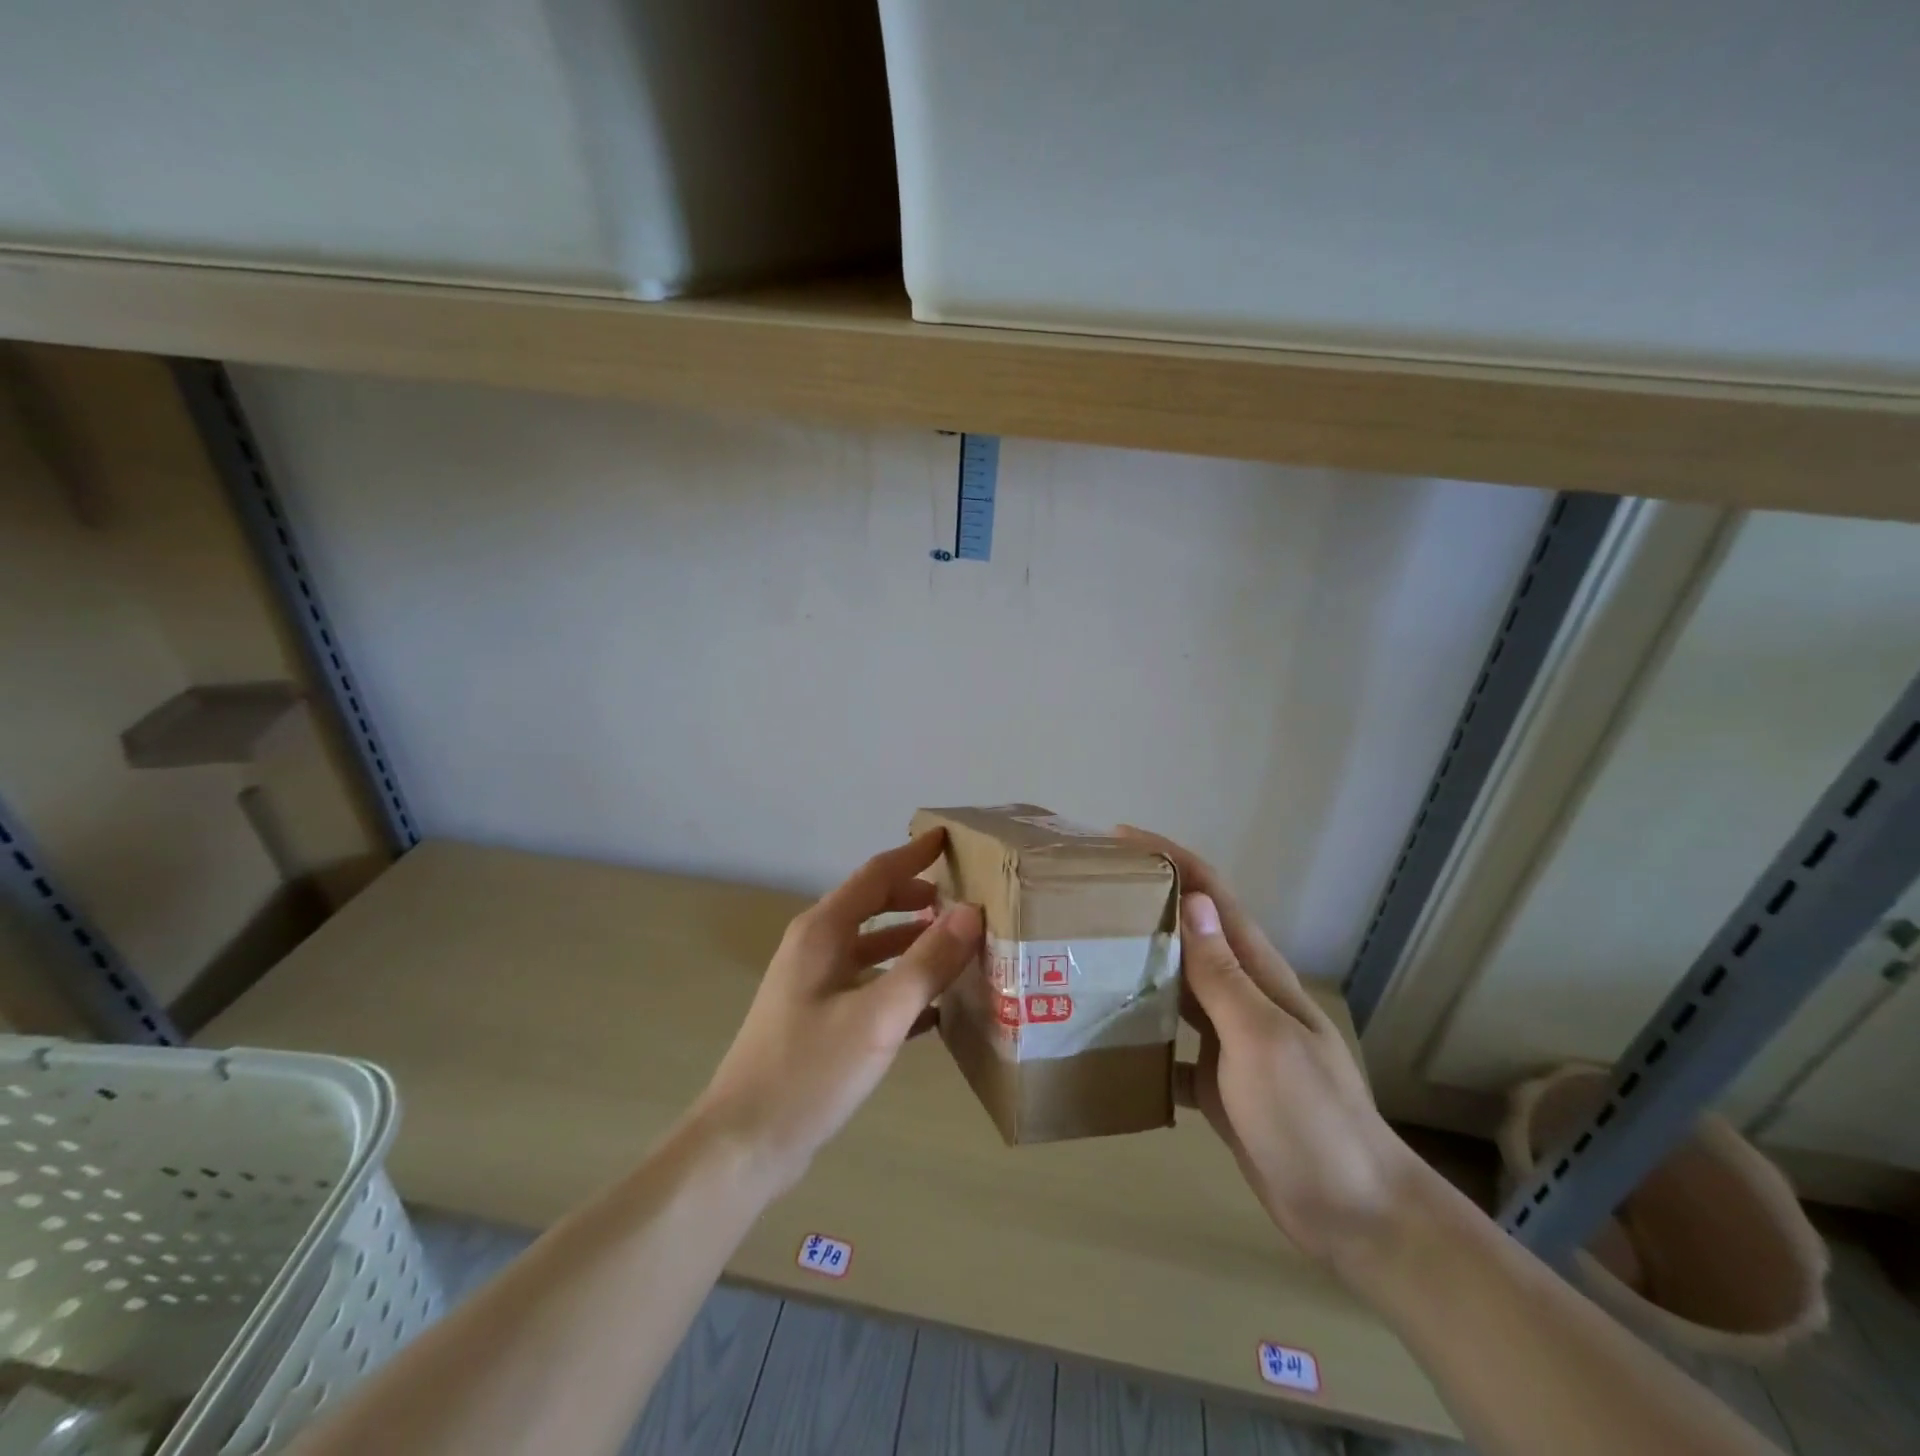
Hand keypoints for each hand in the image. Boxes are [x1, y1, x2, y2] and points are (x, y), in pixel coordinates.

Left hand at [692, 829, 983, 1194]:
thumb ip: (927, 963)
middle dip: (917, 897)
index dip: (914, 855)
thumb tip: (971, 911)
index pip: (876, 875)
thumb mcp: (879, 1015)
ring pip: (872, 948)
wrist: (744, 1145)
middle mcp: (816, 948)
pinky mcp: (819, 1020)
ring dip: (912, 941)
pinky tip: (935, 1006)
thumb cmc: (810, 1071)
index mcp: (823, 932)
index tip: (950, 839)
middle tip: (965, 899)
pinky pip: (869, 985)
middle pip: (873, 906)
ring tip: (958, 947)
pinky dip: (900, 982)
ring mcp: (814, 985)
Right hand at [1119, 828, 1425, 1268]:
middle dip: (1146, 903)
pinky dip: (1141, 1032)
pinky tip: (1105, 1038)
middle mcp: (1242, 996)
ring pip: (1176, 984)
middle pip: (1190, 933)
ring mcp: (1230, 1039)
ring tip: (1086, 951)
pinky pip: (1170, 1043)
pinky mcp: (1217, 1080)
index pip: (1213, 896)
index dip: (1172, 859)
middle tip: (1087, 894)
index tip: (1120, 838)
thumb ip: (1224, 974)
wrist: (1355, 1215)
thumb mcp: (1261, 1039)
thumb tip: (1194, 901)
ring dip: (1139, 960)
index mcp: (1258, 974)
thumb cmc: (1310, 1118)